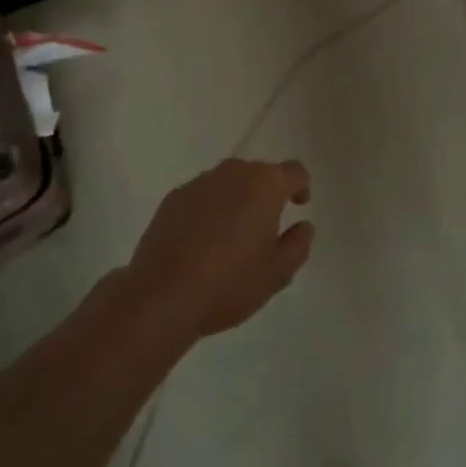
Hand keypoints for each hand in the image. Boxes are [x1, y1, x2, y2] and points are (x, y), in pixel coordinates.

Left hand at [125, 158, 313, 340]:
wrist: (161, 295)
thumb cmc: (228, 283)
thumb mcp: (277, 274)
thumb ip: (298, 245)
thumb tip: (304, 226)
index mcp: (266, 184)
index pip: (294, 171)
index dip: (301, 186)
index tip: (299, 204)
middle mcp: (234, 172)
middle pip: (259, 174)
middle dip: (266, 194)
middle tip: (265, 227)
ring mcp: (200, 182)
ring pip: (229, 183)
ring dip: (236, 200)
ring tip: (231, 235)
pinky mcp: (173, 198)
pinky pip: (201, 196)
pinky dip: (208, 210)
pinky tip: (201, 241)